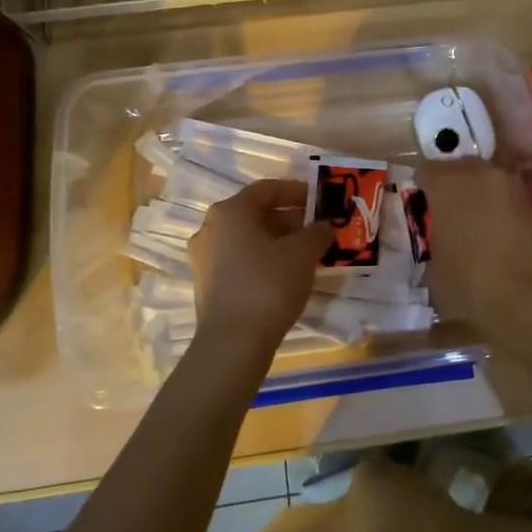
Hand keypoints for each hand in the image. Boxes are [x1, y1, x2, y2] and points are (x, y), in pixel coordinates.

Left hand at [188, 179, 331, 358]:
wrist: (234, 342)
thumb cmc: (269, 284)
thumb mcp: (303, 253)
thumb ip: (318, 232)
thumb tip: (326, 225)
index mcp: (230, 211)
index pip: (268, 189)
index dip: (298, 191)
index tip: (321, 201)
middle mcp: (211, 228)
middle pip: (256, 213)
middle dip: (289, 219)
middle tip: (317, 230)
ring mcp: (204, 257)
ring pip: (248, 238)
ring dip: (277, 240)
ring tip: (306, 253)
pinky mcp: (207, 283)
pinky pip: (240, 259)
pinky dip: (263, 259)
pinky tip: (285, 274)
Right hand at [416, 160, 531, 348]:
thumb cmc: (471, 285)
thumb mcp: (435, 271)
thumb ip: (435, 244)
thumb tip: (441, 243)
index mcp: (447, 183)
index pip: (426, 170)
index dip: (421, 187)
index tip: (419, 205)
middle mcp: (480, 173)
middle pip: (460, 168)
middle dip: (452, 185)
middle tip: (445, 212)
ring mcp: (512, 186)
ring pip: (487, 180)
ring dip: (478, 195)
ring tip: (471, 223)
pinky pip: (508, 198)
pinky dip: (499, 209)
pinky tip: (494, 233)